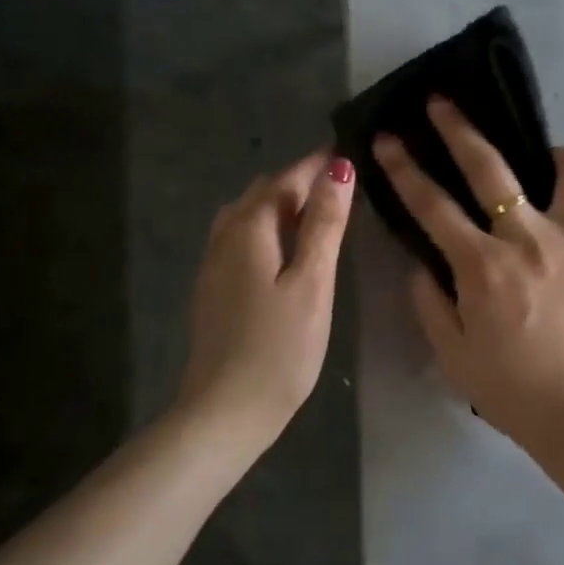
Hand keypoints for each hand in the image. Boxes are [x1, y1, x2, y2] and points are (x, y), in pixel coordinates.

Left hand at [175, 150, 355, 452]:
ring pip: (249, 216)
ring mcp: (213, 264)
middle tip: (343, 187)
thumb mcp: (312, 283)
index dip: (318, 164)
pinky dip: (269, 231)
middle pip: (264, 193)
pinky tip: (288, 251)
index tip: (350, 153)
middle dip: (300, 182)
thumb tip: (338, 168)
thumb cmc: (279, 348)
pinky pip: (242, 240)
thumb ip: (324, 224)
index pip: (286, 178)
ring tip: (320, 216)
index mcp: (249, 228)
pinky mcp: (214, 289)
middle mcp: (224, 236)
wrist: (225, 412)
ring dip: (283, 206)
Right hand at [373, 100, 563, 450]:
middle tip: (443, 104)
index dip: (404, 167)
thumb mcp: (452, 354)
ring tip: (545, 170)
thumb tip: (421, 264)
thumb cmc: (512, 389)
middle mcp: (529, 238)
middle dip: (458, 127)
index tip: (387, 139)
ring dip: (554, 158)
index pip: (431, 204)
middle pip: (490, 166)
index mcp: (482, 265)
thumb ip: (430, 302)